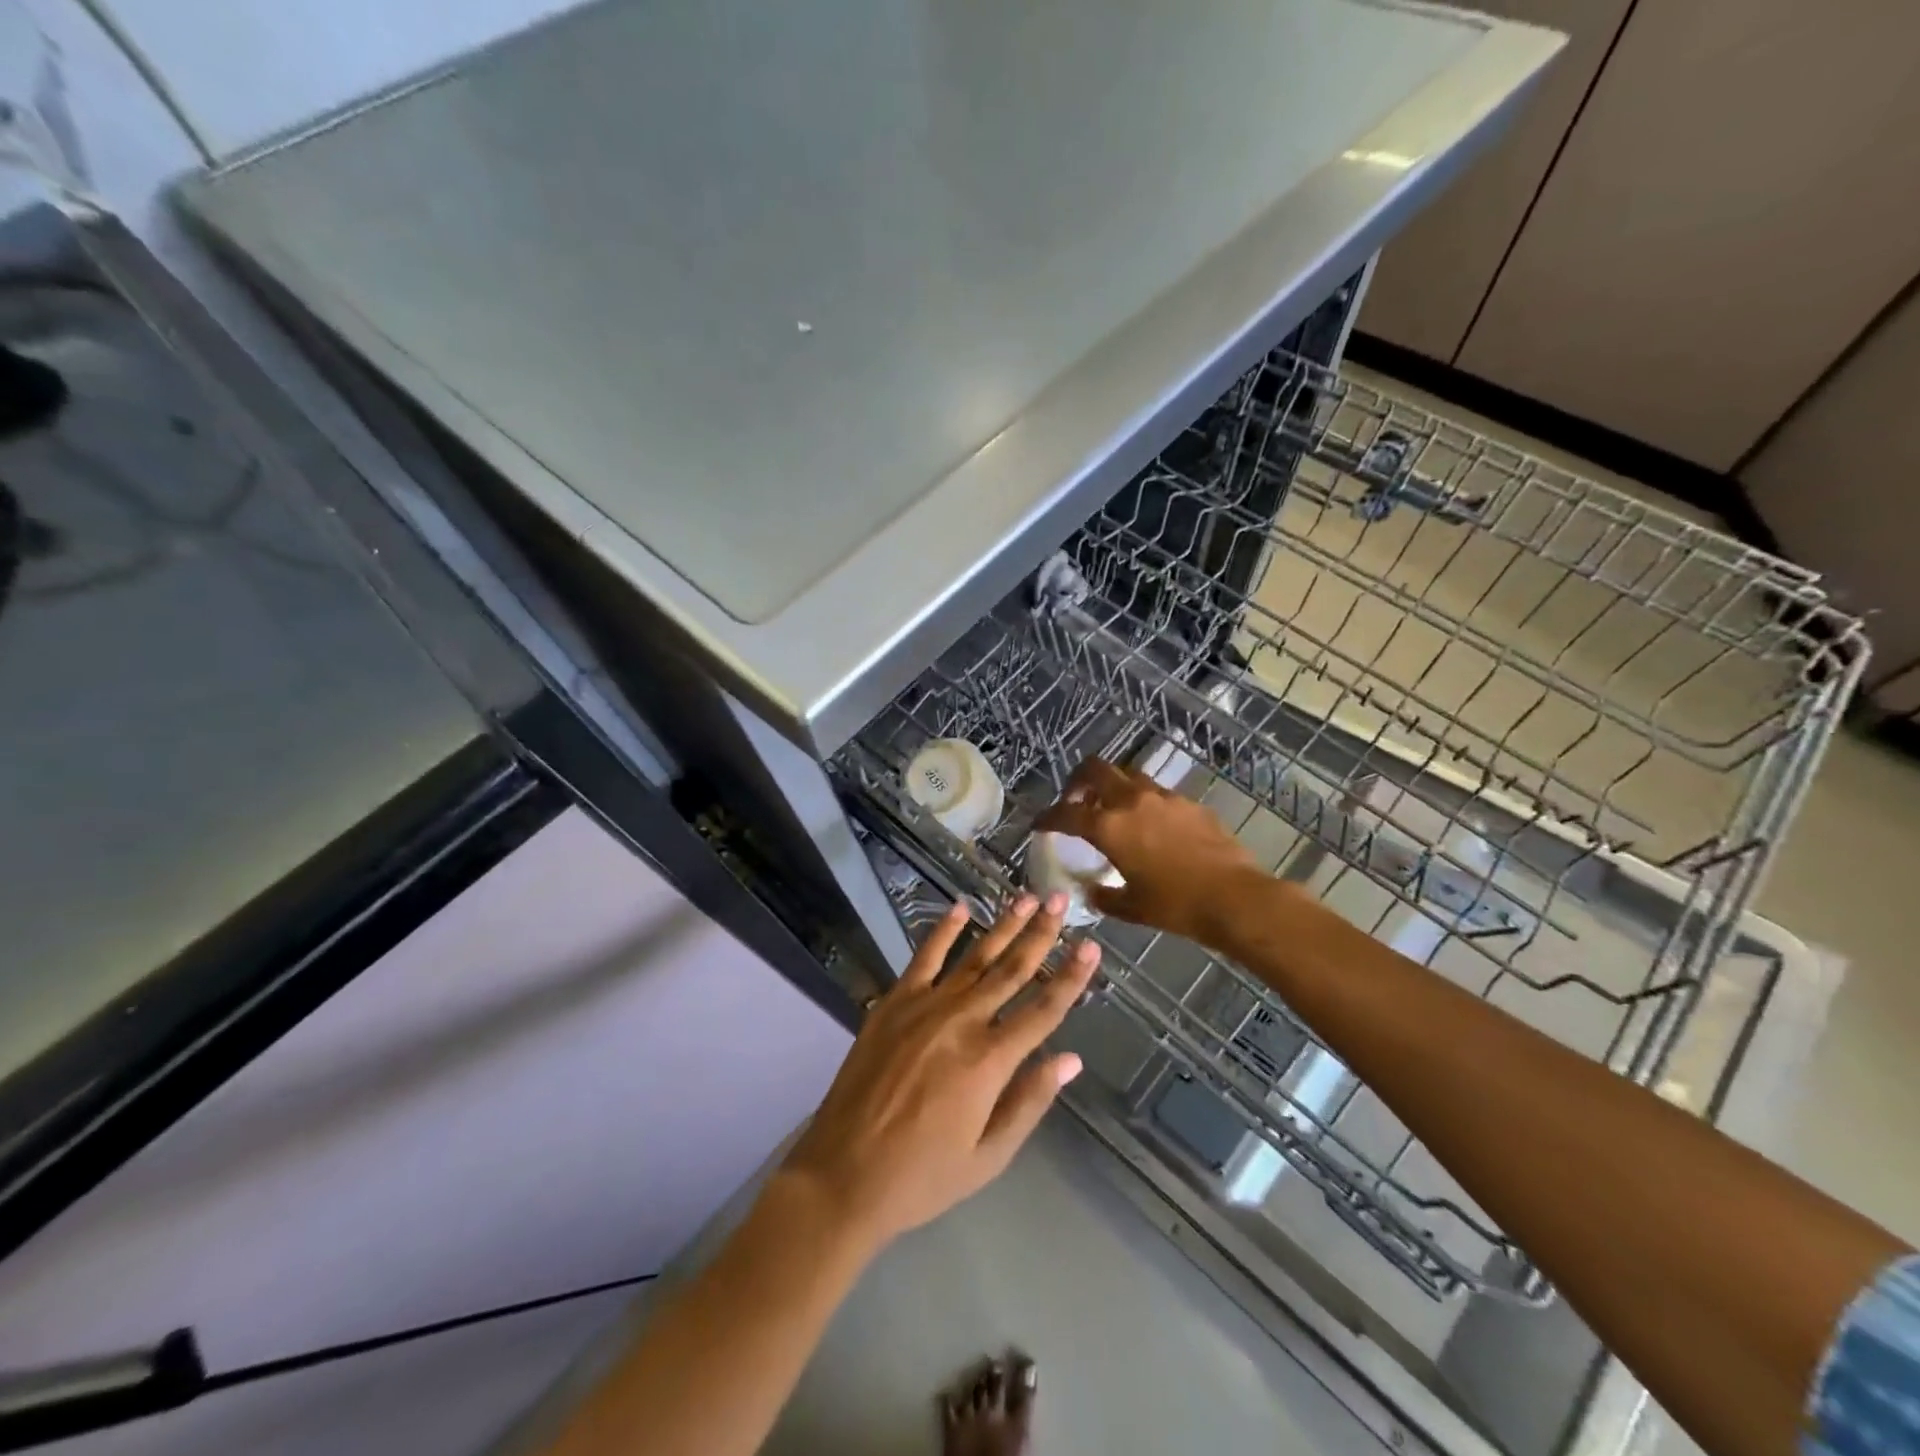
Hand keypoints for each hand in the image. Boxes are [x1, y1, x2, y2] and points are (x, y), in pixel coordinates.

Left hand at [780, 895, 1098, 1251]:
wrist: (843, 1173)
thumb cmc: (922, 1175)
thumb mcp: (988, 1156)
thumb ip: (1030, 1102)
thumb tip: (1071, 1059)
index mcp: (990, 1061)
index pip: (1043, 1010)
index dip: (1071, 978)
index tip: (1092, 946)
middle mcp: (962, 1022)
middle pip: (1012, 970)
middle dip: (1041, 933)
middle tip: (1060, 899)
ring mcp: (925, 1007)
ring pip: (975, 957)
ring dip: (1003, 925)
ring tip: (1026, 897)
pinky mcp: (893, 1003)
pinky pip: (924, 958)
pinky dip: (943, 931)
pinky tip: (961, 908)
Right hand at [1035, 758, 1267, 943]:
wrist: (1234, 898)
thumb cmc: (1176, 906)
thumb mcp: (1132, 907)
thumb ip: (1105, 896)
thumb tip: (1092, 891)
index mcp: (1109, 827)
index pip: (1066, 814)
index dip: (1047, 817)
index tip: (1040, 824)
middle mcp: (1132, 802)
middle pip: (1095, 769)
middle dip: (1077, 780)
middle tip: (1075, 799)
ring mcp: (1164, 797)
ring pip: (1128, 774)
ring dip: (1113, 786)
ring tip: (1113, 809)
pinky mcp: (1190, 803)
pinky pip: (1157, 792)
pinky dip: (1144, 801)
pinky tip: (1152, 825)